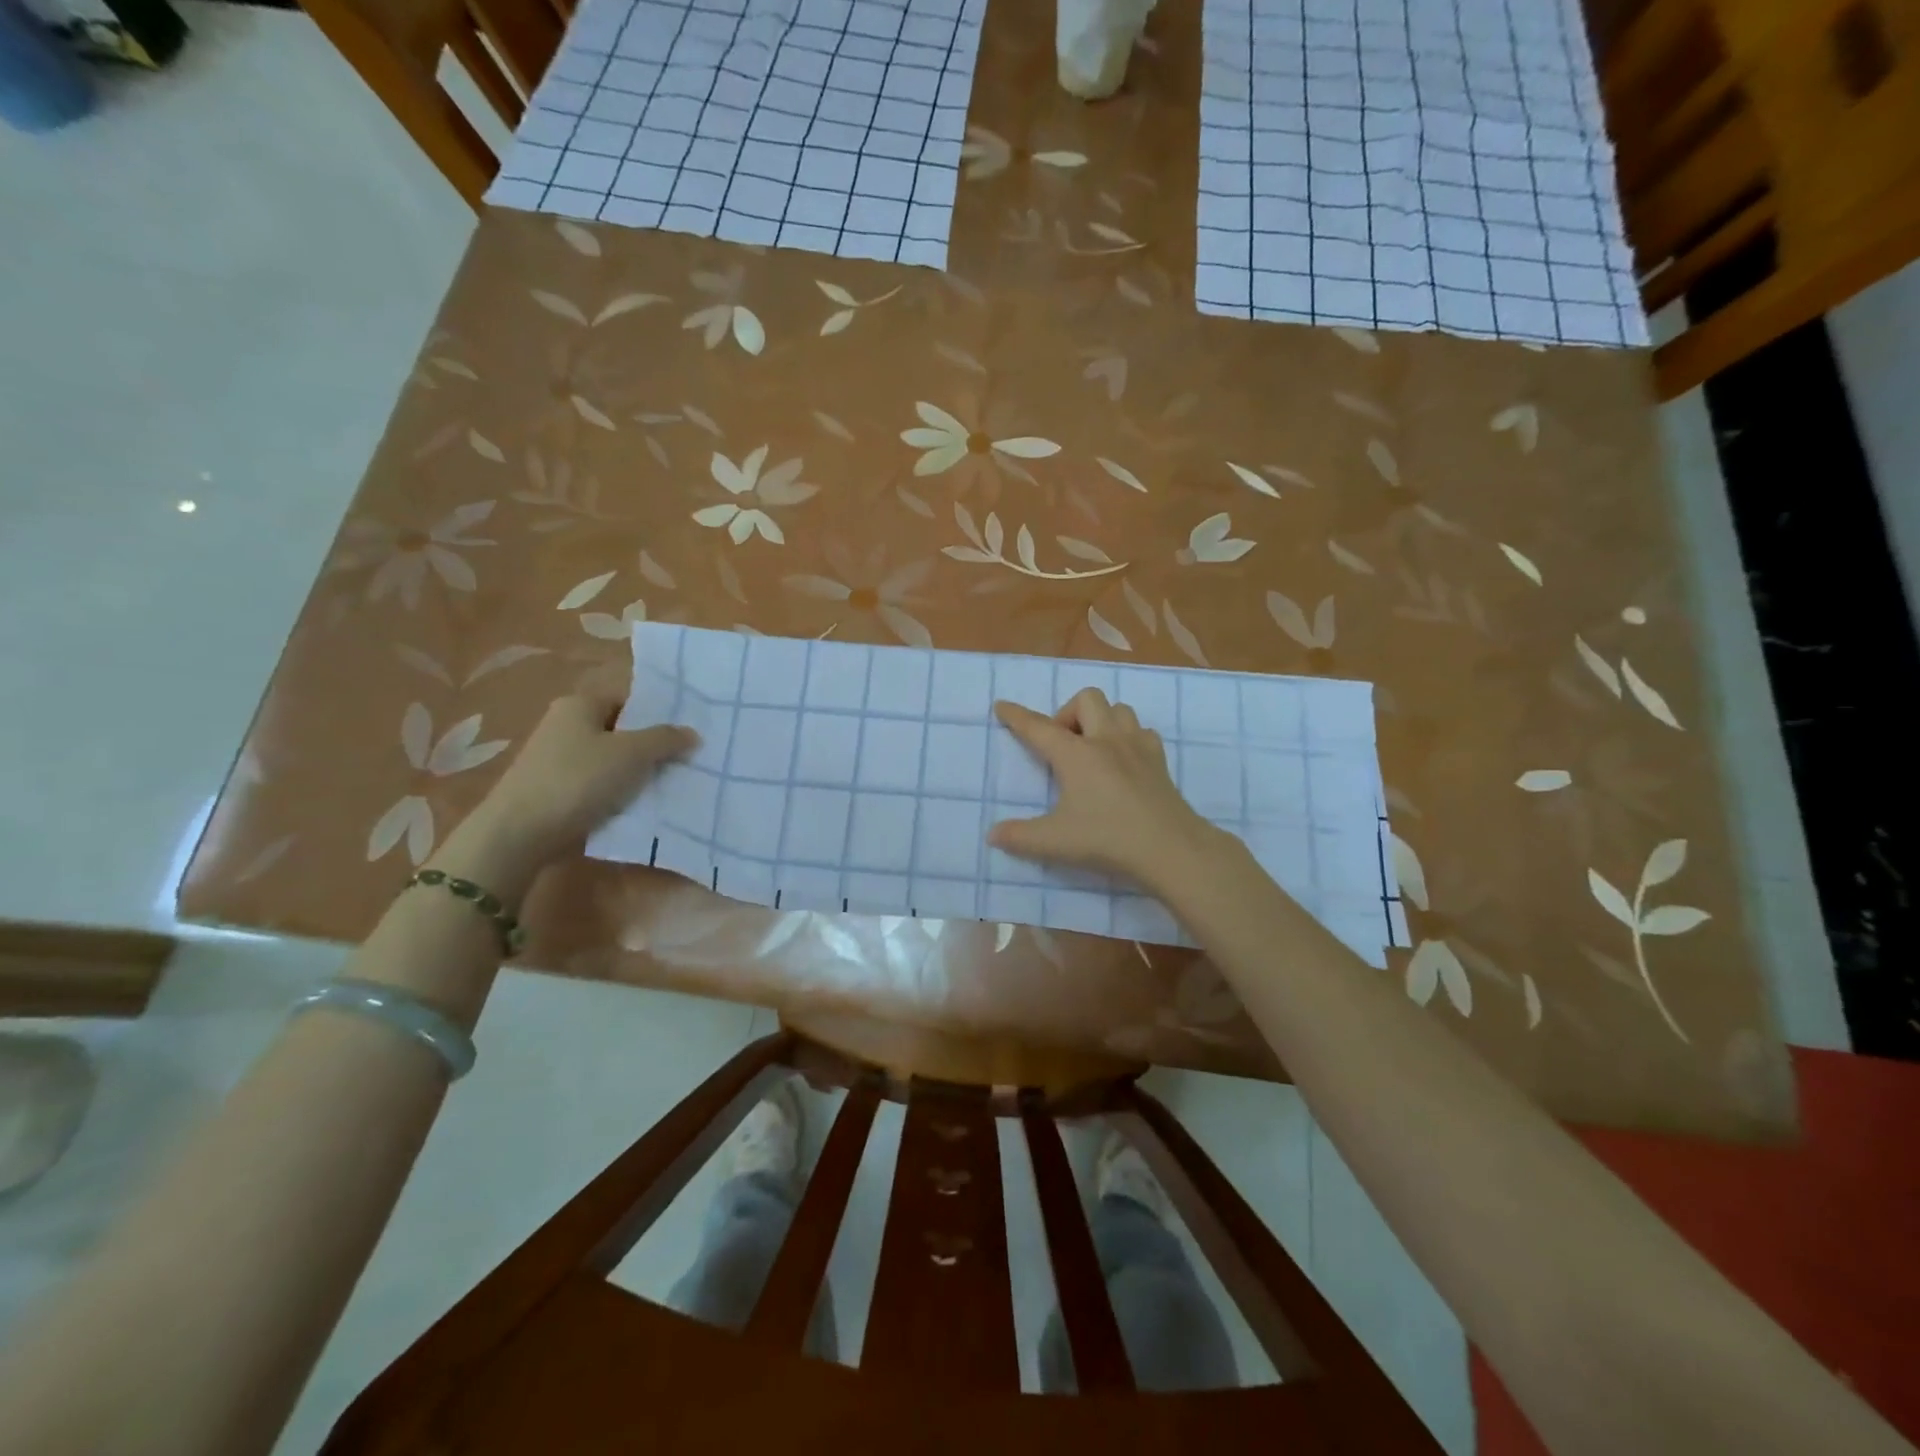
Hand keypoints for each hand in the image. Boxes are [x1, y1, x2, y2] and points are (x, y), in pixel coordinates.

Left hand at [466, 692, 696, 869]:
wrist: (520, 834)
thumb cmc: (578, 780)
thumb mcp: (632, 754)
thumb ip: (666, 739)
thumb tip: (692, 733)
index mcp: (579, 704)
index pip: (628, 700)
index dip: (657, 716)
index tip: (685, 736)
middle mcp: (564, 725)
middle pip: (620, 731)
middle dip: (650, 747)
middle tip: (684, 762)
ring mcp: (556, 759)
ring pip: (610, 761)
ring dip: (635, 774)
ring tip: (667, 787)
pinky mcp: (554, 791)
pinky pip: (596, 786)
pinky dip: (616, 794)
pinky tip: (638, 807)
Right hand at [989, 689, 1224, 889]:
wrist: (1170, 848)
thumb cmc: (1107, 839)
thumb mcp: (1054, 842)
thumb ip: (1020, 836)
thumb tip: (993, 835)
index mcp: (1076, 754)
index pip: (1039, 727)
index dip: (1017, 716)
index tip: (1002, 706)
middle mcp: (1106, 740)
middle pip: (1086, 699)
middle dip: (1068, 713)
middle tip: (1062, 746)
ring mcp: (1137, 747)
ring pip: (1118, 709)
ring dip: (1100, 720)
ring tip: (1092, 749)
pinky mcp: (1159, 760)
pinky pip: (1142, 731)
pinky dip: (1128, 737)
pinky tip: (1123, 761)